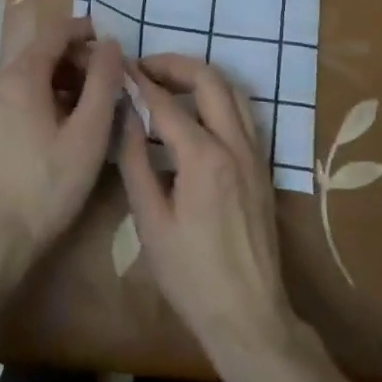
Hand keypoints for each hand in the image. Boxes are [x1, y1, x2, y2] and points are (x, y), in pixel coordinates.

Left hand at [0, 20, 122, 260]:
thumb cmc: (49, 184)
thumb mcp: (89, 133)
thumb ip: (103, 82)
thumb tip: (111, 44)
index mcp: (21, 76)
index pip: (55, 32)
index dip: (86, 31)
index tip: (113, 43)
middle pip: (42, 53)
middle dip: (77, 59)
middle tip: (109, 81)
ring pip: (30, 77)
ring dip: (63, 81)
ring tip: (92, 107)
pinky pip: (19, 98)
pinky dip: (45, 98)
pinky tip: (64, 127)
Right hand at [117, 55, 302, 367]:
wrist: (248, 316)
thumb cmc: (191, 275)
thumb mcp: (150, 221)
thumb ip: (135, 160)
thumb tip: (125, 114)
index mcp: (204, 157)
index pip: (166, 103)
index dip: (140, 81)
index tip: (119, 68)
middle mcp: (235, 143)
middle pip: (209, 80)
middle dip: (175, 65)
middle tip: (145, 69)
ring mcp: (254, 152)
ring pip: (232, 90)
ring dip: (200, 77)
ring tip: (168, 82)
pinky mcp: (262, 165)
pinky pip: (242, 112)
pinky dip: (218, 97)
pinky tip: (196, 111)